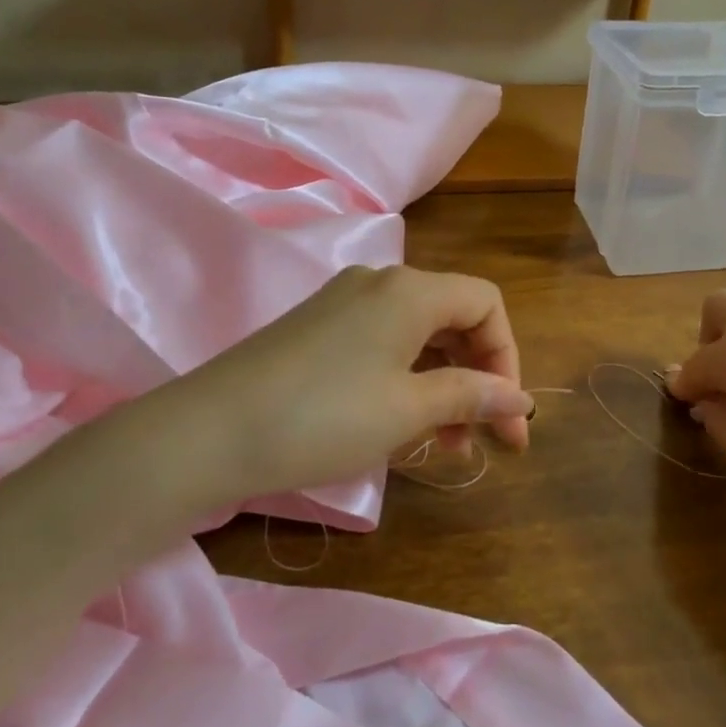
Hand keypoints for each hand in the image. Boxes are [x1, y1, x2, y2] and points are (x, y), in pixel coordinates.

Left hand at [125, 266, 532, 512]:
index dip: (507, 357)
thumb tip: (519, 399)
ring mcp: (343, 303)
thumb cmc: (322, 417)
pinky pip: (383, 343)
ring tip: (446, 444)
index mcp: (410, 290)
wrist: (206, 433)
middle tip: (486, 439)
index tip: (508, 417)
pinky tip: (401, 423)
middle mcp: (380, 283)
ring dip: (444, 384)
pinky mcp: (317, 328)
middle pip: (454, 318)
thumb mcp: (407, 410)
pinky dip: (407, 379)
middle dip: (479, 376)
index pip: (486, 305)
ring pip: (418, 335)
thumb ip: (470, 396)